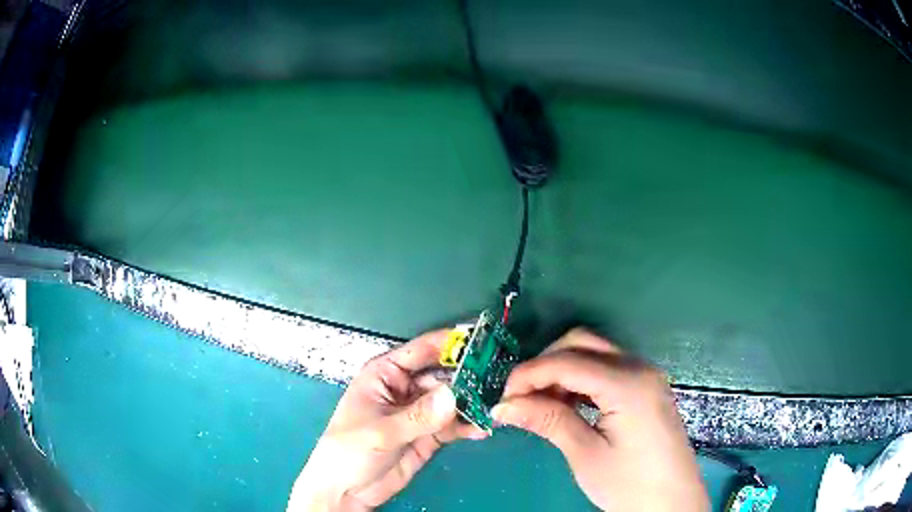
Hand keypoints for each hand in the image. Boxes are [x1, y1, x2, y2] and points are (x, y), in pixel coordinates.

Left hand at [287, 330, 485, 510]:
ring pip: (453, 400)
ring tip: (497, 405)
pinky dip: (468, 425)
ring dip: (473, 402)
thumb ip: (418, 416)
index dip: (451, 343)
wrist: (347, 490)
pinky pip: (454, 425)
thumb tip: (454, 395)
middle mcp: (406, 388)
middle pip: (444, 375)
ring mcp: (419, 413)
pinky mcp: (429, 435)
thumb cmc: (348, 450)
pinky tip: (483, 428)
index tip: (482, 341)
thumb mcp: (381, 432)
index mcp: (386, 374)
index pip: (422, 350)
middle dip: (469, 377)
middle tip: (499, 380)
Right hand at [492, 328, 708, 510]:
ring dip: (562, 371)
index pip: (567, 361)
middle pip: (582, 343)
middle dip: (545, 365)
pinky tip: (567, 404)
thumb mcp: (585, 454)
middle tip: (520, 398)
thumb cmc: (629, 484)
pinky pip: (607, 369)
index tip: (502, 398)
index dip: (528, 375)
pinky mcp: (646, 388)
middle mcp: (639, 367)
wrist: (670, 503)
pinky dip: (581, 379)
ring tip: (539, 404)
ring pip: (594, 353)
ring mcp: (646, 376)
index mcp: (627, 384)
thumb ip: (548, 420)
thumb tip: (503, 406)